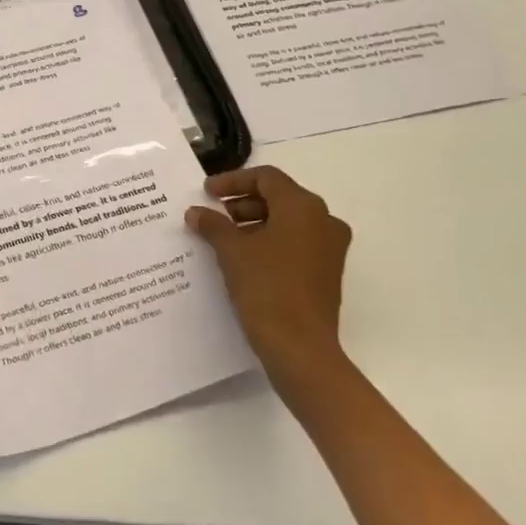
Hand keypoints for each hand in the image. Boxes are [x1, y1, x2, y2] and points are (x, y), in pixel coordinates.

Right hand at [186, 166, 352, 401]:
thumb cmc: (266, 287)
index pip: (266, 178)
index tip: (206, 193)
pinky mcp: (327, 272)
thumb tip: (196, 212)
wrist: (299, 346)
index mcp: (304, 207)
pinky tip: (243, 258)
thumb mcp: (232, 251)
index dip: (232, 181)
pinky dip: (270, 242)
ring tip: (223, 238)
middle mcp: (324, 220)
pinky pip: (296, 243)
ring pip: (288, 222)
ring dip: (254, 223)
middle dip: (243, 203)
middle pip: (279, 197)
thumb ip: (213, 225)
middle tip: (214, 215)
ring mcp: (330, 248)